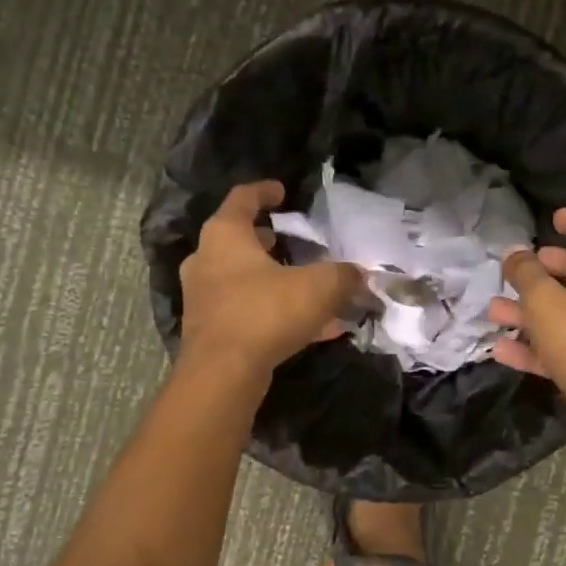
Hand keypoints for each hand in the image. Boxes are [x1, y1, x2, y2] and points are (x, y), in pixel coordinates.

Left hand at [178, 181, 361, 383]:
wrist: (223, 374)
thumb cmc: (266, 312)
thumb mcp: (319, 287)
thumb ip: (343, 275)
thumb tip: (361, 274)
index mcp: (225, 235)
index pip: (242, 199)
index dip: (264, 191)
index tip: (282, 192)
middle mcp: (206, 260)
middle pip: (236, 240)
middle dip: (266, 240)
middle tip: (290, 241)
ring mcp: (204, 297)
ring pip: (242, 278)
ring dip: (272, 279)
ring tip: (304, 285)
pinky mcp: (209, 330)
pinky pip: (247, 311)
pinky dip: (273, 312)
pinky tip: (309, 329)